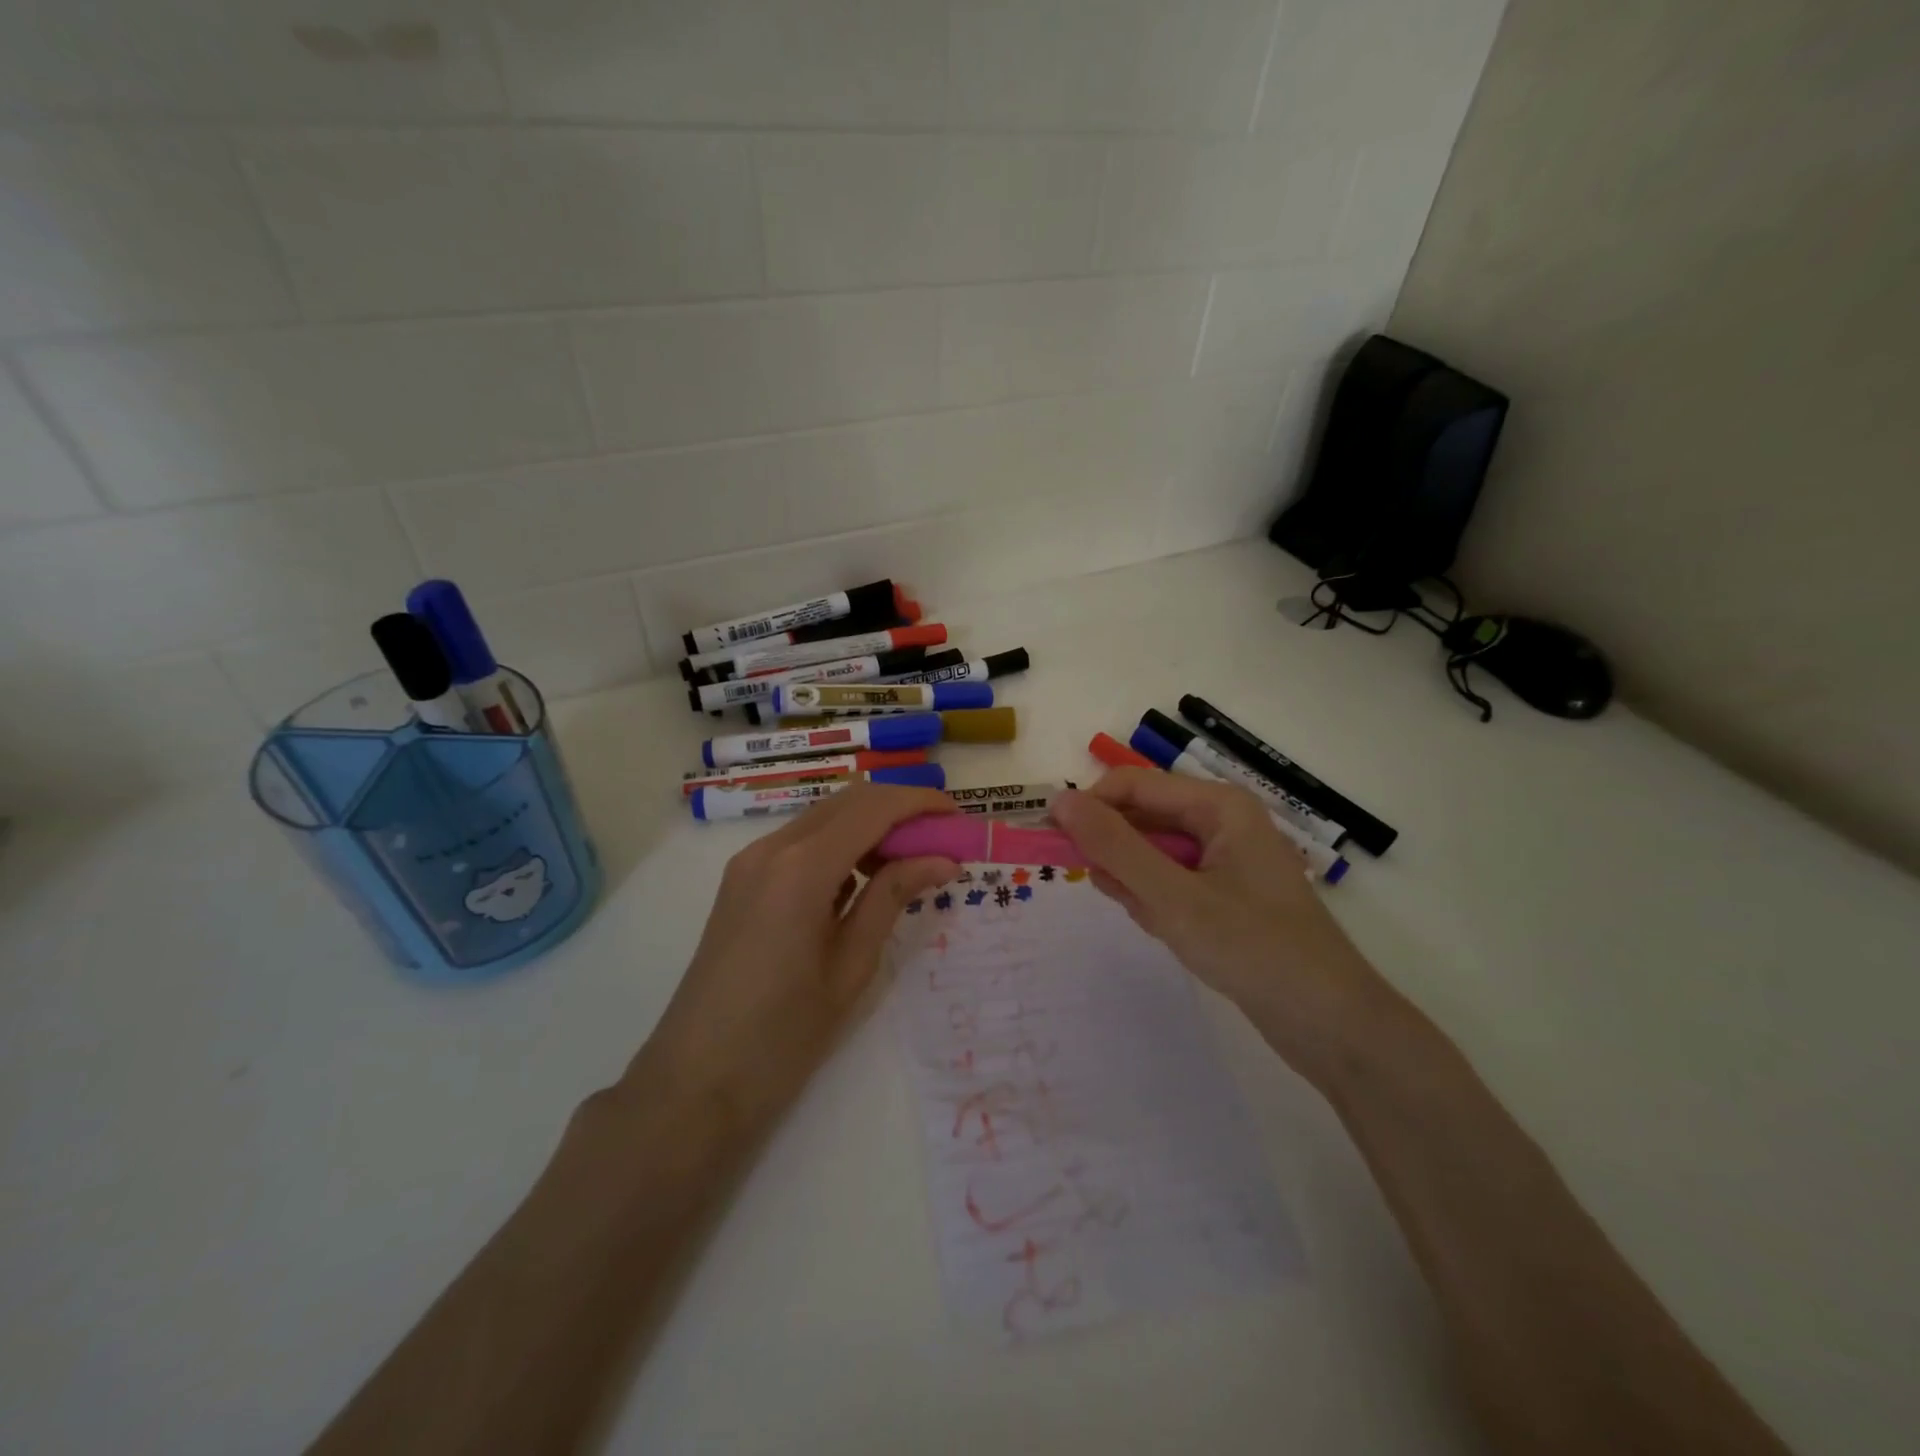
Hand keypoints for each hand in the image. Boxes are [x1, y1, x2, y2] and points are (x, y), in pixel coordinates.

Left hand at [627, 783, 958, 1135]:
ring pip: (824, 817)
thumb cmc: (783, 1035)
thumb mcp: (851, 965)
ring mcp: (750, 862)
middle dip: (900, 809)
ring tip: (911, 862)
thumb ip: (893, 898)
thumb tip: (943, 859)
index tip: (959, 819)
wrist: (695, 1081)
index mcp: (801, 867)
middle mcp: (771, 848)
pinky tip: (864, 880)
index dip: (921, 803)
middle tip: (942, 840)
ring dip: (871, 825)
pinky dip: (841, 845)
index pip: (873, 807)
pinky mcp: (743, 880)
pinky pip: (801, 843)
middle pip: (848, 801)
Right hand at [1050, 770, 1385, 1085]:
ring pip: (1153, 855)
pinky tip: (1171, 932)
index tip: (1048, 840)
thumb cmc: (1253, 948)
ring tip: (1157, 920)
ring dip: (1138, 884)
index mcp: (1218, 805)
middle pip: (1143, 818)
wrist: (1330, 1025)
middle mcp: (1222, 822)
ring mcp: (1224, 860)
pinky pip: (1170, 883)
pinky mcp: (1224, 895)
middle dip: (1117, 852)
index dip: (1088, 806)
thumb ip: (1114, 845)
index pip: (1133, 785)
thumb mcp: (1173, 896)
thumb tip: (1059, 799)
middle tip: (1106, 889)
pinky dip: (1157, 903)